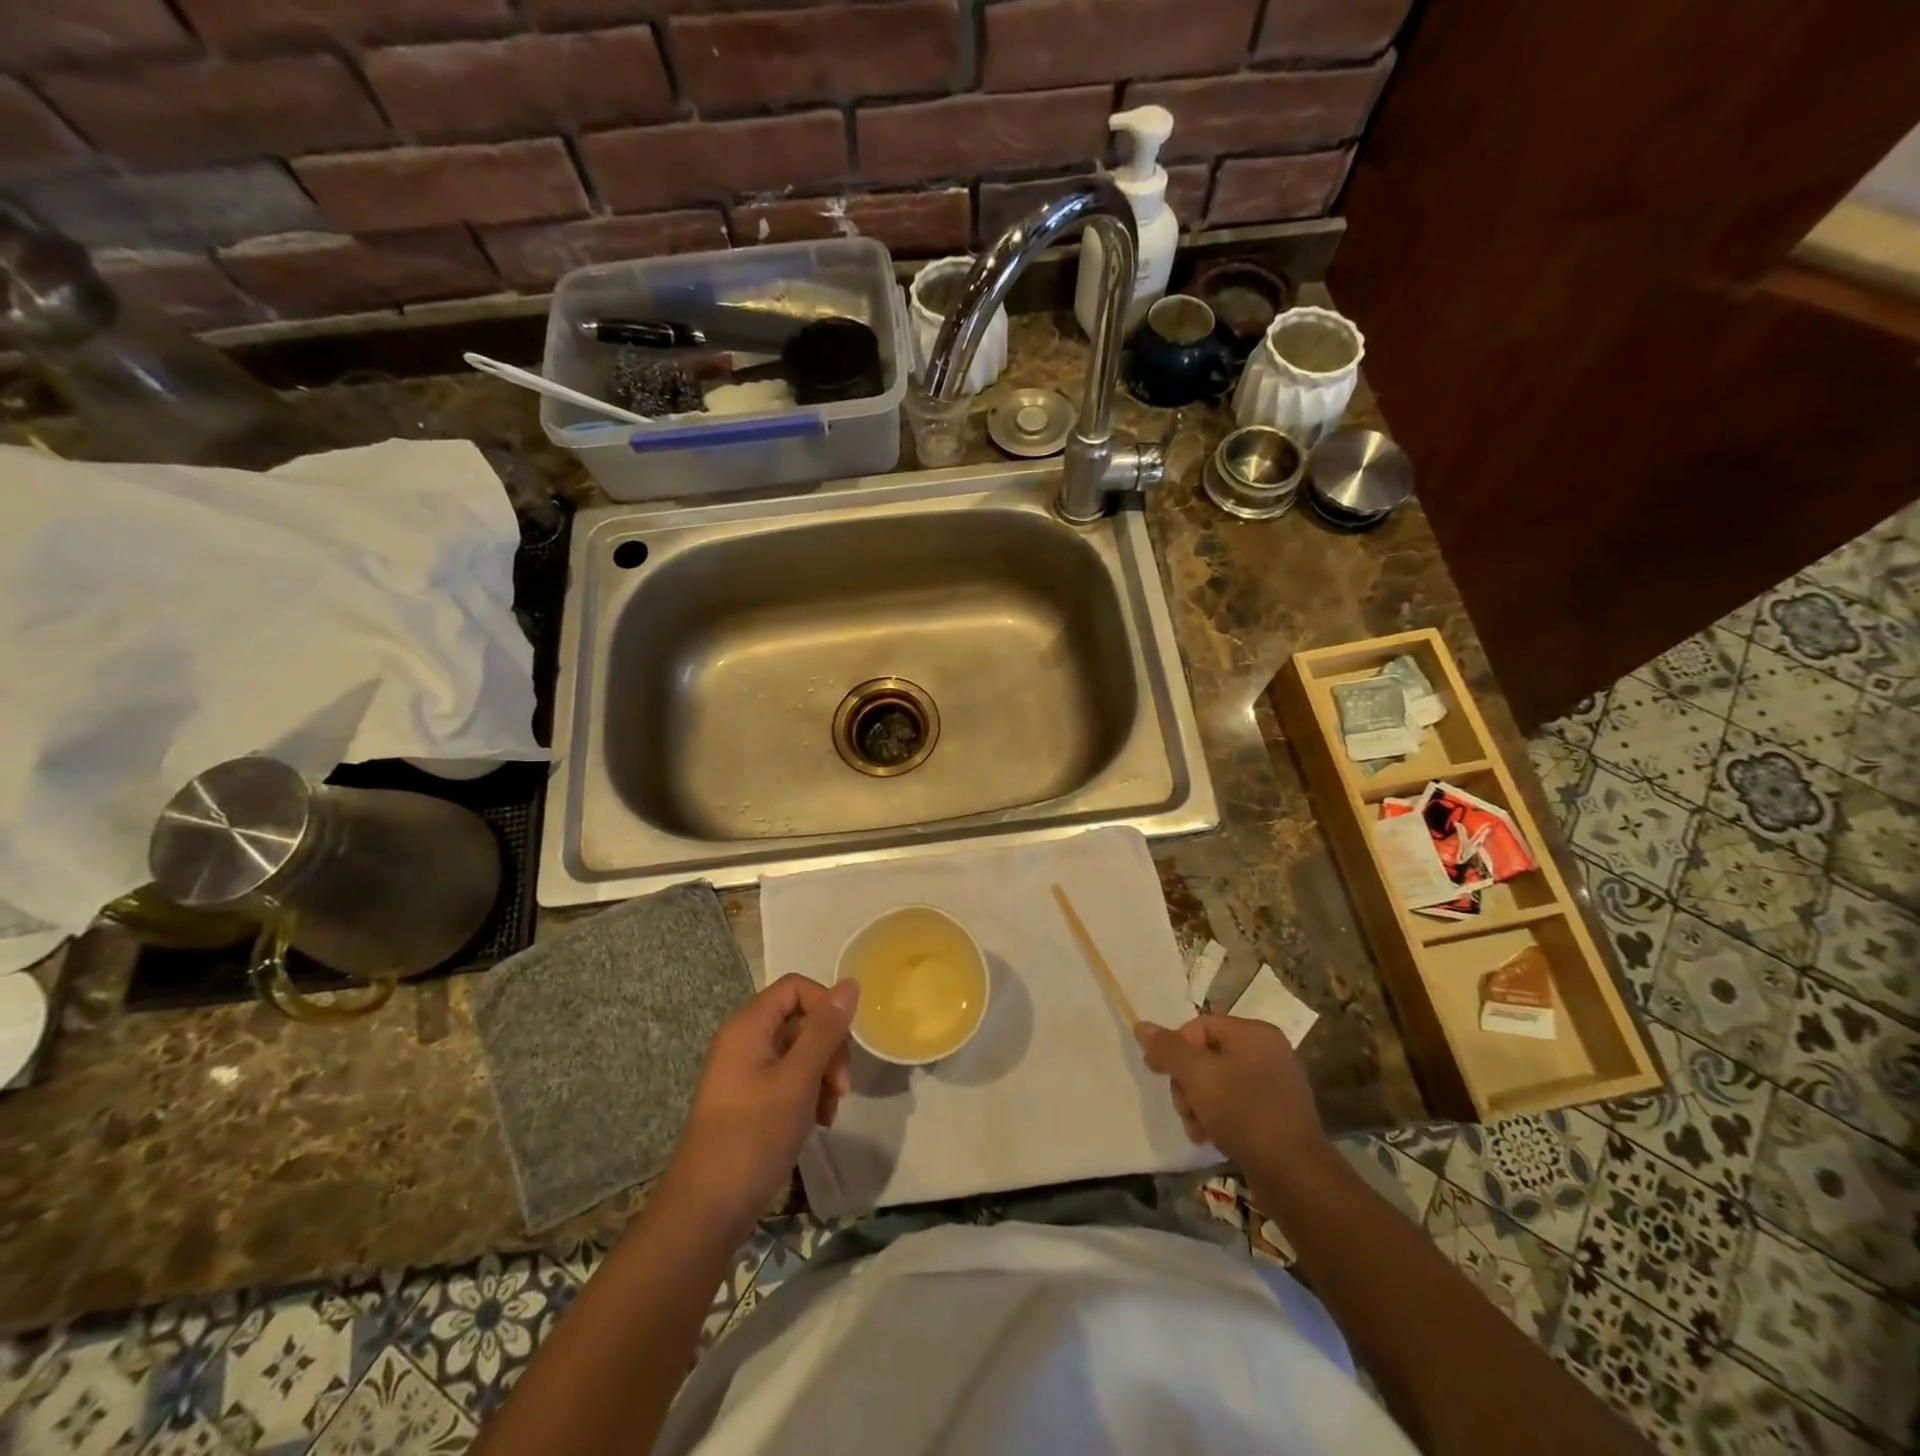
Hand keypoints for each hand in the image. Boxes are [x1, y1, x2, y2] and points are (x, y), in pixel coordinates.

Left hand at [664, 974, 858, 1239]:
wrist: (705, 1213)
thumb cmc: (753, 1138)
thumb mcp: (798, 1080)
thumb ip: (825, 1031)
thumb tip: (850, 984)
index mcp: (748, 1026)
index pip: (796, 987)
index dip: (826, 1006)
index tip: (844, 1043)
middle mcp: (744, 1041)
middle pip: (800, 1019)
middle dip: (829, 1047)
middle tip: (841, 1087)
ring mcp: (744, 1073)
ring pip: (799, 1052)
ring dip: (823, 1075)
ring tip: (829, 1111)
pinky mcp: (749, 1101)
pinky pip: (788, 1079)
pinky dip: (808, 1094)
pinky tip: (818, 1122)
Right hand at [1133, 1015, 1329, 1176]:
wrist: (1293, 1174)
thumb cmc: (1243, 1112)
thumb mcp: (1197, 1075)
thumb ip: (1168, 1049)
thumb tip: (1141, 1027)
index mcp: (1254, 1033)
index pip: (1198, 1027)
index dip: (1175, 1049)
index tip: (1159, 1074)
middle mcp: (1268, 1052)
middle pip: (1205, 1057)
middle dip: (1187, 1084)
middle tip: (1185, 1108)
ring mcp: (1274, 1085)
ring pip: (1216, 1084)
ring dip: (1198, 1105)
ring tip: (1197, 1129)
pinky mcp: (1275, 1116)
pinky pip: (1235, 1106)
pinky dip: (1218, 1119)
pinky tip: (1211, 1139)